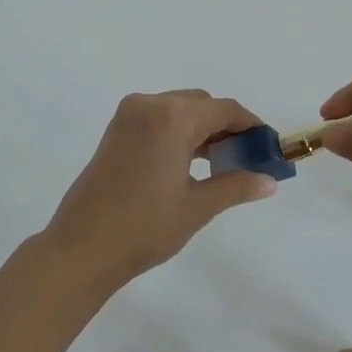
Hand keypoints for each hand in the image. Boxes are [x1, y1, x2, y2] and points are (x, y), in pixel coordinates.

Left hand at [42, 91, 279, 294]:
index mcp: (171, 117)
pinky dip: (179, 133)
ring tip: (222, 164)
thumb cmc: (144, 227)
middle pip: (201, 105)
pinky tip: (190, 162)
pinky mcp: (116, 129)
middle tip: (246, 159)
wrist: (82, 247)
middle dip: (226, 127)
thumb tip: (269, 180)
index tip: (269, 148)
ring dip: (202, 129)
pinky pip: (158, 119)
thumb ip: (236, 186)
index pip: (224, 109)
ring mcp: (128, 115)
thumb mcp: (197, 207)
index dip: (251, 126)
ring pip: (179, 110)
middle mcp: (149, 104)